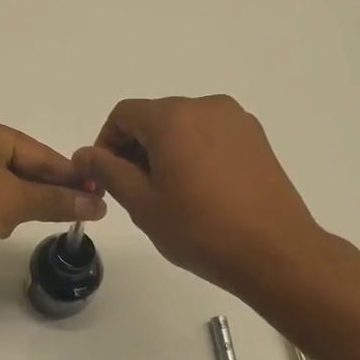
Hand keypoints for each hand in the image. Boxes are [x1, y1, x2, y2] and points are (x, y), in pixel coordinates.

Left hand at [0, 113, 105, 278]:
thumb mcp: (13, 202)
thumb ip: (55, 201)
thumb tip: (96, 204)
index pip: (40, 153)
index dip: (69, 176)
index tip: (97, 195)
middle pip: (22, 167)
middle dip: (43, 191)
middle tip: (76, 213)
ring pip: (3, 185)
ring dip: (17, 205)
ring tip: (28, 223)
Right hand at [74, 95, 321, 294]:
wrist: (275, 252)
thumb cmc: (200, 229)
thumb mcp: (142, 203)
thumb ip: (107, 171)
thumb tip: (84, 154)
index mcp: (173, 118)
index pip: (124, 115)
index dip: (106, 143)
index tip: (107, 178)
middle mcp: (206, 107)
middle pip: (155, 117)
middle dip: (136, 148)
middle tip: (136, 192)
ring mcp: (237, 120)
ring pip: (184, 126)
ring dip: (166, 151)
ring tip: (170, 194)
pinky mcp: (256, 138)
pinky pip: (211, 136)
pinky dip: (195, 153)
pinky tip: (201, 191)